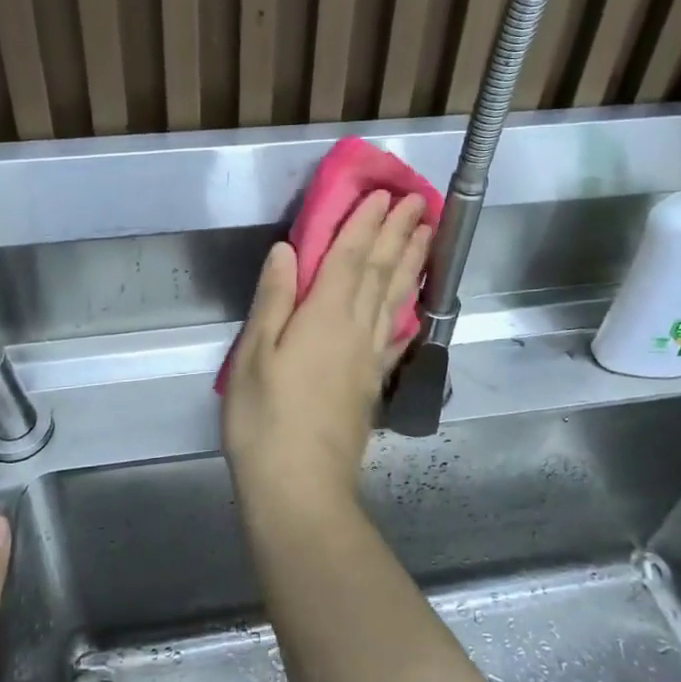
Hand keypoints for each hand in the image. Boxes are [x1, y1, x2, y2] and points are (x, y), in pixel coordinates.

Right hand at [222, 191, 430, 514]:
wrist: (301, 487)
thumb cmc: (264, 420)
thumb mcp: (253, 355)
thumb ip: (273, 299)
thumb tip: (286, 249)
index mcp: (324, 316)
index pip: (350, 257)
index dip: (366, 223)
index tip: (383, 194)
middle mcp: (355, 329)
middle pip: (380, 271)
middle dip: (398, 233)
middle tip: (419, 201)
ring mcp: (369, 356)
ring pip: (395, 297)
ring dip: (410, 262)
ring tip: (427, 235)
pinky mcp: (372, 382)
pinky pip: (395, 331)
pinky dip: (406, 307)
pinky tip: (412, 301)